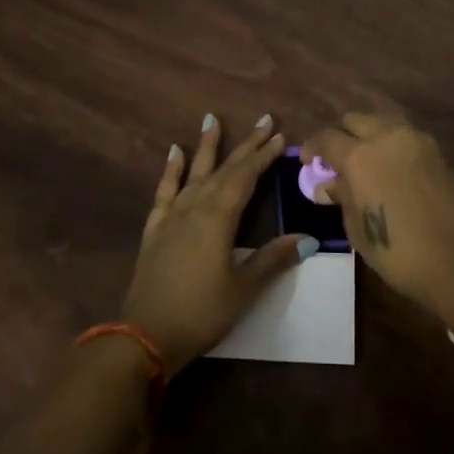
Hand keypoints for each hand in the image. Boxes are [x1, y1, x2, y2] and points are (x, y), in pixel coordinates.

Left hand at [120, 113, 312, 372]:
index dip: (264, 156)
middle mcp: (196, 206)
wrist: (145, 334)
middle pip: (225, 169)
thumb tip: (307, 238)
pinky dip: (171, 169)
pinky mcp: (155, 228)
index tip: (280, 136)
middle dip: (246, 144)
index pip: (246, 177)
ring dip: (206, 146)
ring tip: (211, 119)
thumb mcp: (243, 288)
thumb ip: (272, 259)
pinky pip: (165, 190)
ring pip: (194, 172)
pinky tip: (174, 152)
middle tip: (264, 120)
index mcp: (219, 217)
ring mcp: (172, 215)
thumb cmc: (201, 312)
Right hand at [301, 113, 453, 312]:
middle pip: (355, 120)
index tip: (308, 161)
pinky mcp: (436, 150)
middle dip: (342, 135)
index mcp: (359, 156)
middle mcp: (385, 137)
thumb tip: (328, 184)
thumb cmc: (398, 251)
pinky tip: (391, 167)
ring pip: (382, 122)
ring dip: (369, 134)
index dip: (313, 148)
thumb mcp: (357, 228)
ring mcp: (415, 140)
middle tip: (339, 160)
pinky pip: (405, 135)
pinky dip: (392, 143)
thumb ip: (342, 196)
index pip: (326, 138)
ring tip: (367, 160)